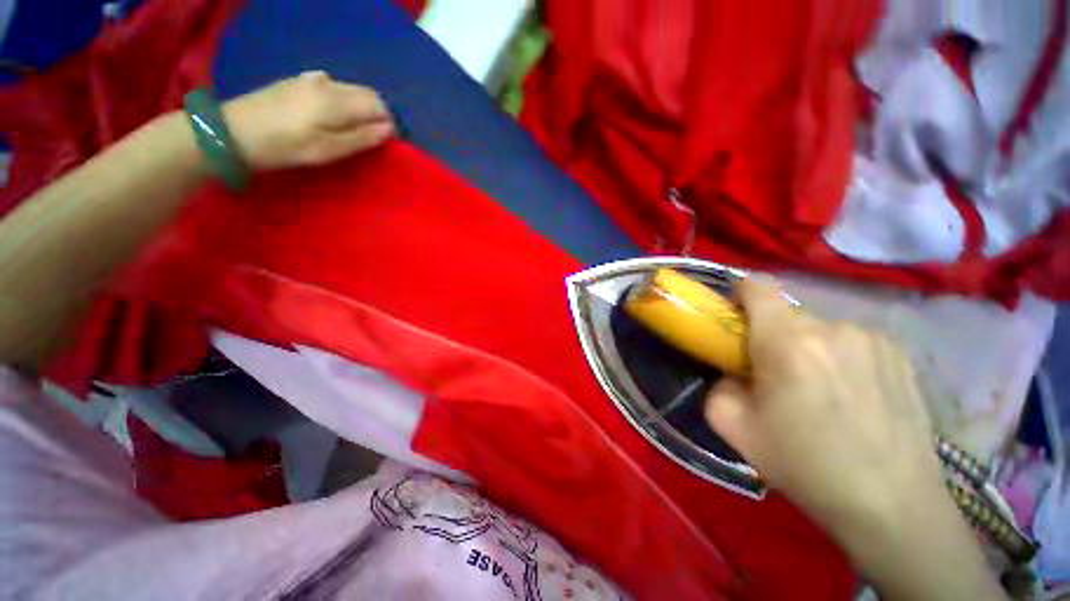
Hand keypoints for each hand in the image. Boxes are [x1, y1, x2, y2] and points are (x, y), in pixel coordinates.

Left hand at [222, 71, 393, 170]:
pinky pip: (331, 86)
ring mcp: (310, 79)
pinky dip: (341, 99)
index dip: (388, 123)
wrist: (234, 131)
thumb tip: (388, 130)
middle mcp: (328, 84)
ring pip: (349, 89)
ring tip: (352, 128)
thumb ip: (361, 138)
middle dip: (376, 114)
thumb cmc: (287, 146)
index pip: (378, 105)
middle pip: (366, 93)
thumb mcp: (328, 149)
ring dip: (359, 106)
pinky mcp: (296, 82)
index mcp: (338, 101)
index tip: (385, 142)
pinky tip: (330, 112)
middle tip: (371, 137)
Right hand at [703, 280, 942, 539]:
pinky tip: (853, 396)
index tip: (736, 320)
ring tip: (820, 391)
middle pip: (787, 315)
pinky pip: (853, 341)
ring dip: (809, 348)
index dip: (740, 295)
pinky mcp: (900, 353)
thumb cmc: (805, 464)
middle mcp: (832, 327)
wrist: (891, 504)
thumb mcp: (734, 427)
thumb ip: (717, 385)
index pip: (758, 288)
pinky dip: (841, 357)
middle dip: (772, 336)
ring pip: (821, 329)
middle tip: (776, 375)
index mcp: (786, 341)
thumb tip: (731, 373)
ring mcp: (872, 338)